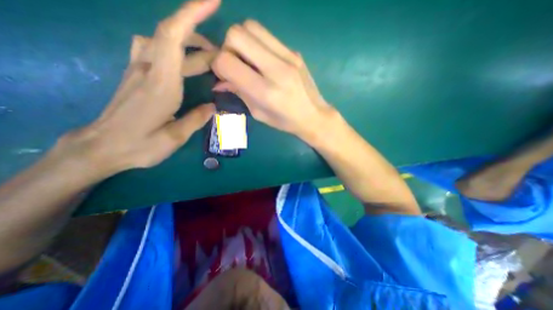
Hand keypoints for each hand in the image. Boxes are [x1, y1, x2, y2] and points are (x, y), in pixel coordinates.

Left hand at [56, 1, 220, 178]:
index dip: (192, 14)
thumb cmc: (140, 145)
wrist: (102, 147)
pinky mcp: (136, 74)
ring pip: (162, 41)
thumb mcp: (175, 137)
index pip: (174, 37)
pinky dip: (173, 48)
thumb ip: (196, 119)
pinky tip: (184, 61)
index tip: (212, 1)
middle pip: (171, 36)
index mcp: (161, 83)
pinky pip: (154, 50)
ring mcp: (138, 69)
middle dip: (199, 35)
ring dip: (188, 42)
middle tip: (223, 54)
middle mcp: (147, 69)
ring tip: (208, 56)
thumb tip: (213, 107)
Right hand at [212, 19, 332, 138]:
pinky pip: (268, 36)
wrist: (314, 116)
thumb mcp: (258, 113)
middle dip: (228, 47)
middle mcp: (276, 69)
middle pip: (237, 34)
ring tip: (248, 61)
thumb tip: (219, 81)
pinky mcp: (295, 52)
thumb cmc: (285, 121)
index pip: (227, 61)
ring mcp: (288, 57)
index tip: (223, 74)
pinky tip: (263, 60)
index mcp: (266, 92)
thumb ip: (239, 93)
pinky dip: (258, 43)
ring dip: (242, 41)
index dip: (218, 65)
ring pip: (251, 27)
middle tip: (236, 64)